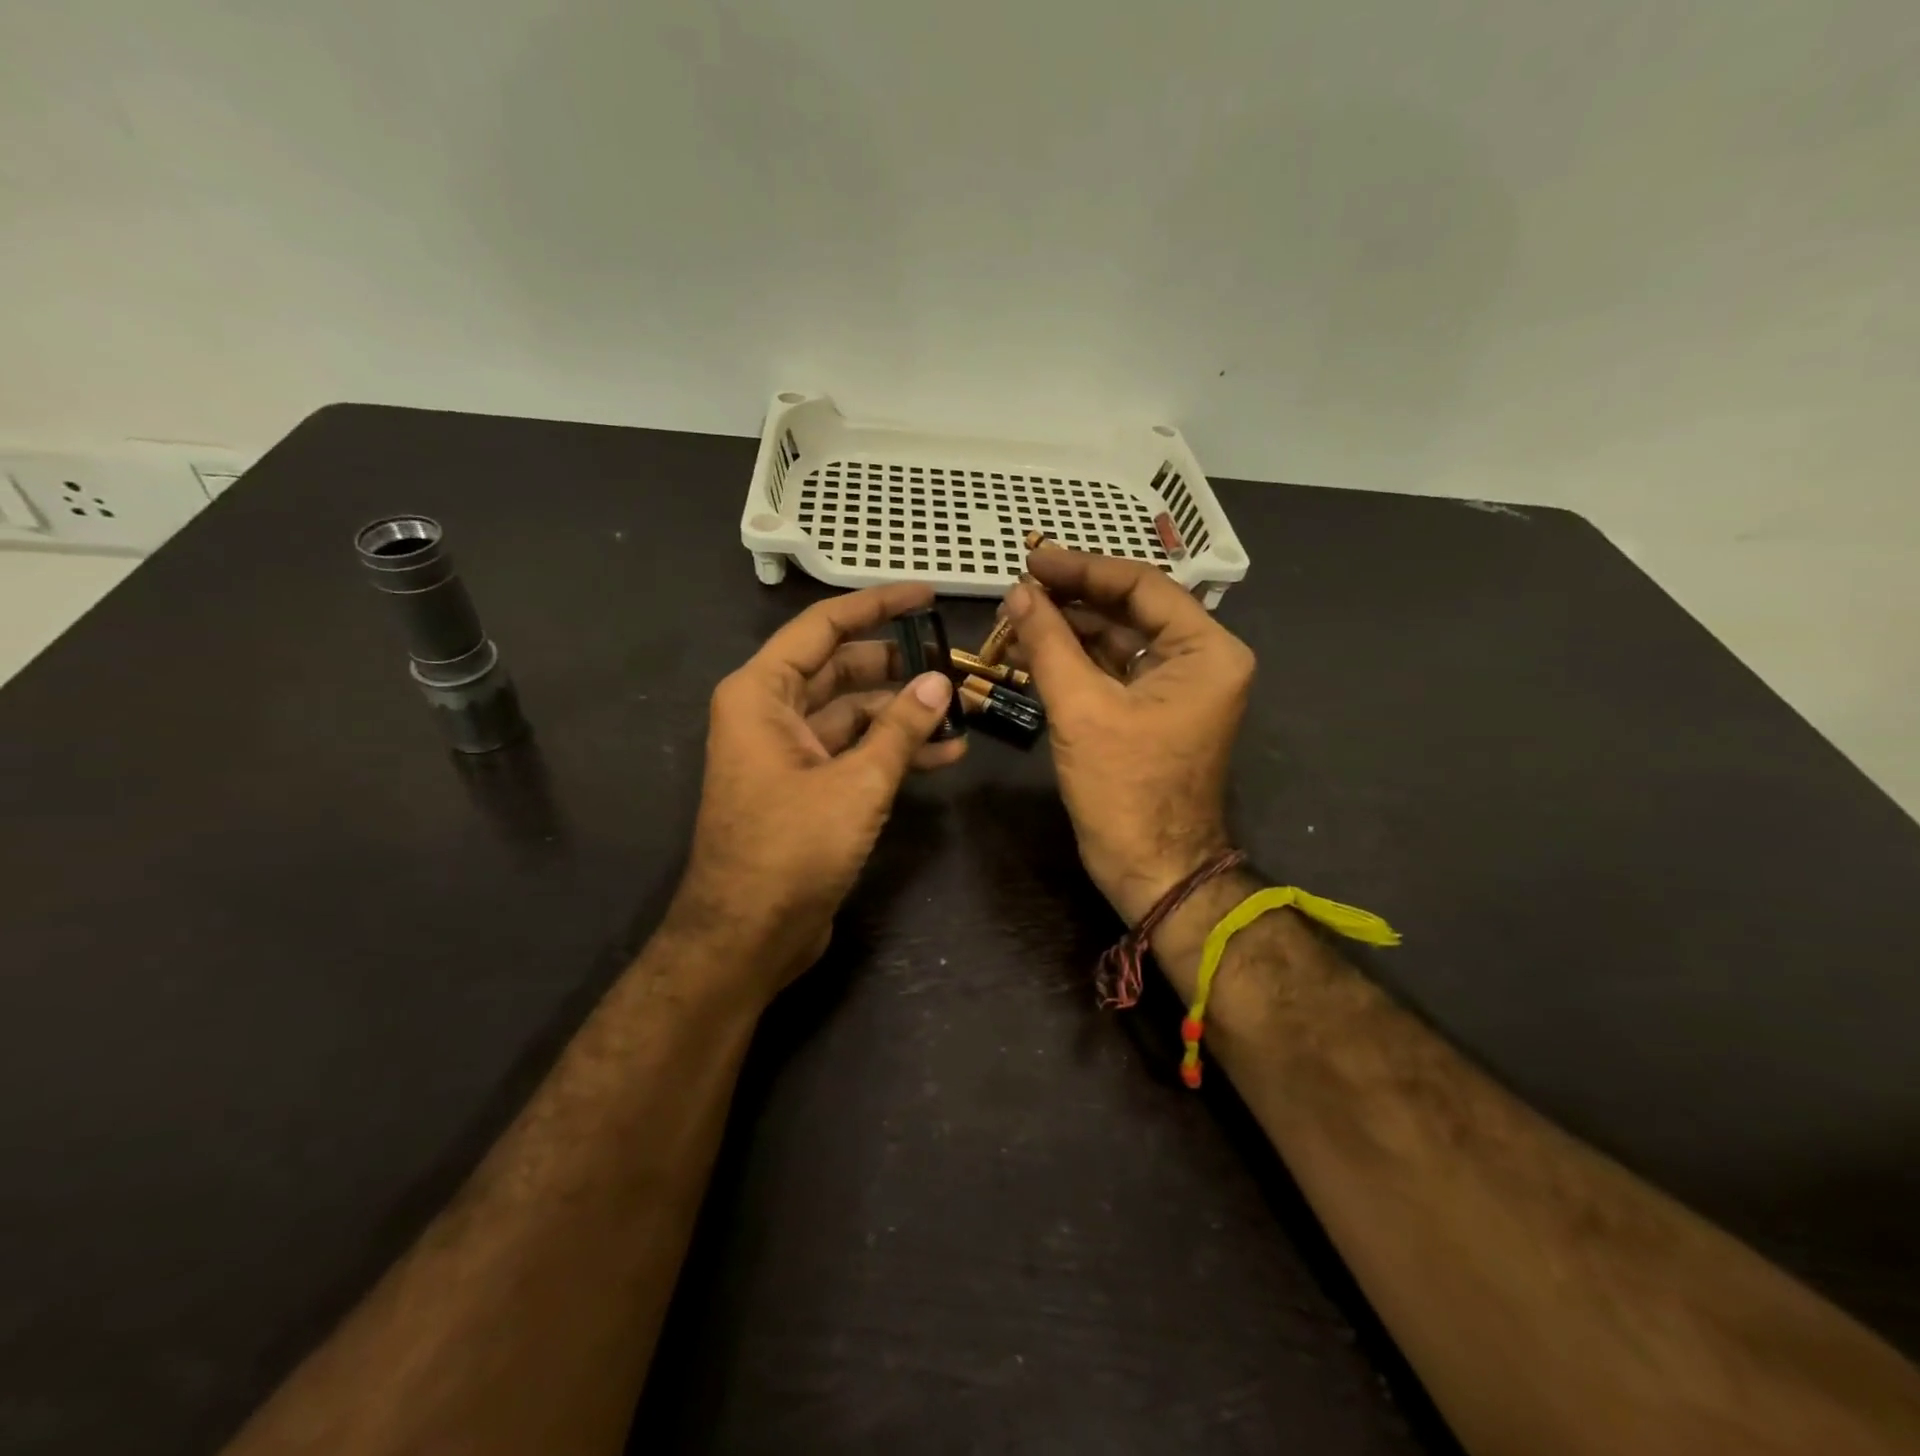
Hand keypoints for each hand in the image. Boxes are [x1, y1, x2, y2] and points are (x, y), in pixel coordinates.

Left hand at [667, 584, 964, 1000]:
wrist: (747, 936)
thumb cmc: (790, 849)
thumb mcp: (856, 783)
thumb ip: (900, 728)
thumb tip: (939, 682)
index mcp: (762, 693)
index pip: (823, 627)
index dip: (876, 605)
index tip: (926, 595)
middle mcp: (771, 713)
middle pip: (842, 669)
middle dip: (899, 665)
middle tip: (954, 659)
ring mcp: (790, 751)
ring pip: (854, 713)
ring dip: (904, 713)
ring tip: (962, 709)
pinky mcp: (808, 786)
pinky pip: (855, 752)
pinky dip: (893, 751)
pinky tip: (944, 754)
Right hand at [1003, 549, 1254, 926]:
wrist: (1152, 869)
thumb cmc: (1126, 790)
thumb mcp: (1081, 709)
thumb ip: (1048, 642)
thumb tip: (1017, 591)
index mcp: (1206, 651)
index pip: (1142, 587)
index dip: (1083, 569)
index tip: (1033, 558)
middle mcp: (1200, 660)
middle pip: (1130, 610)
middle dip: (1072, 599)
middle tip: (1019, 586)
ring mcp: (1177, 687)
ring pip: (1117, 640)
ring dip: (1068, 630)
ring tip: (1016, 616)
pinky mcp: (1153, 711)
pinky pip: (1113, 671)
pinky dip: (1075, 661)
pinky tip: (1032, 650)